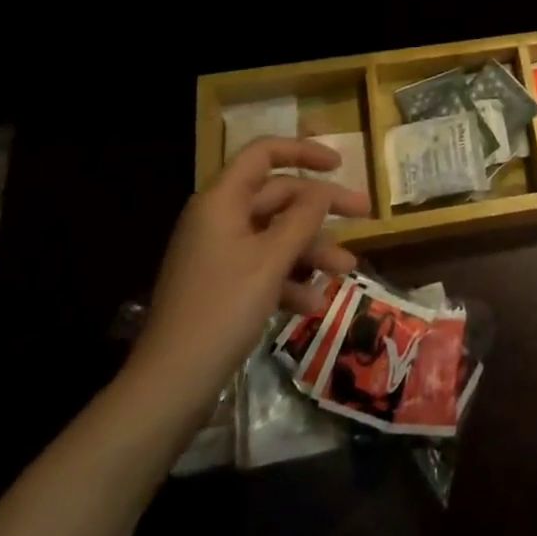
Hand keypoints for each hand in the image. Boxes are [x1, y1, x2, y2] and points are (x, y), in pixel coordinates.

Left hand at [125, 137, 371, 426]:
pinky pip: (263, 266)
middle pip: (279, 196)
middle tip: (365, 215)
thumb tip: (322, 191)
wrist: (170, 384)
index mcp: (222, 200)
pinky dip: (289, 278)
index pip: (264, 153)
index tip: (339, 165)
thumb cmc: (223, 309)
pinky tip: (312, 304)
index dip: (304, 152)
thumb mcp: (271, 260)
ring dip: (312, 249)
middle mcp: (219, 218)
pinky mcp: (221, 284)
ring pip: (275, 234)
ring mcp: (219, 252)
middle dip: (322, 209)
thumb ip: (303, 219)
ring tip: (347, 270)